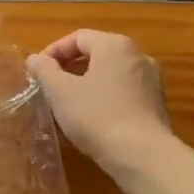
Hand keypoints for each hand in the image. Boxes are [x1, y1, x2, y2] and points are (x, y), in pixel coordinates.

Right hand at [26, 30, 174, 173]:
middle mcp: (138, 55)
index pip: (78, 38)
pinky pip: (125, 91)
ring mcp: (151, 79)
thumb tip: (35, 59)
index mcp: (114, 45)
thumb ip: (44, 70)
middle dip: (70, 67)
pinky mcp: (157, 103)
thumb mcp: (60, 92)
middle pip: (97, 53)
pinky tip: (94, 118)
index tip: (38, 71)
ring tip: (69, 103)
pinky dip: (106, 96)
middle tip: (51, 87)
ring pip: (111, 73)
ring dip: (88, 82)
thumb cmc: (96, 116)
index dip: (53, 51)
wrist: (142, 155)